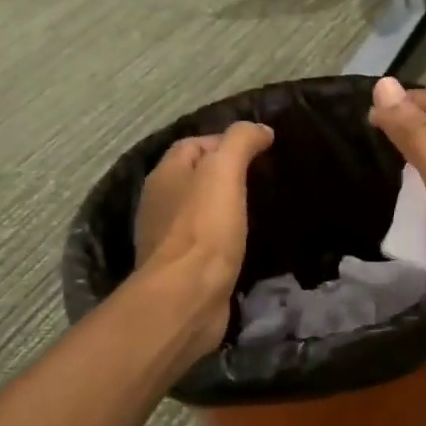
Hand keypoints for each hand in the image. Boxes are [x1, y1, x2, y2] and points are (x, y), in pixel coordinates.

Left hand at [134, 121, 273, 356]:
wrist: (187, 296)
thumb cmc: (204, 229)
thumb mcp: (224, 172)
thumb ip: (240, 143)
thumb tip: (260, 129)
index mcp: (165, 175)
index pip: (193, 144)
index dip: (225, 141)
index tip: (261, 150)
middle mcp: (161, 203)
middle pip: (195, 177)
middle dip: (225, 174)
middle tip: (265, 179)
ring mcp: (169, 238)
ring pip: (200, 211)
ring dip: (226, 207)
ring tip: (261, 209)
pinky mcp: (184, 268)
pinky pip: (207, 242)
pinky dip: (225, 237)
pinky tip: (248, 242)